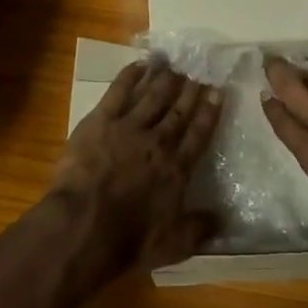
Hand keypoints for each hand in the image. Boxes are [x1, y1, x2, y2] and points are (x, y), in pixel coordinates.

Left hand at [53, 59, 222, 270]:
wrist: (85, 225)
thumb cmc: (129, 240)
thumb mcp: (173, 245)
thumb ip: (199, 229)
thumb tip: (222, 219)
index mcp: (177, 169)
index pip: (199, 134)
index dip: (209, 111)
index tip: (217, 91)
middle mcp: (158, 142)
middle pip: (178, 110)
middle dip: (190, 89)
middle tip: (198, 69)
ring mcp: (129, 127)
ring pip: (152, 95)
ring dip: (165, 78)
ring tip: (174, 63)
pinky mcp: (101, 120)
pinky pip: (119, 92)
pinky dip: (131, 76)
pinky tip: (140, 64)